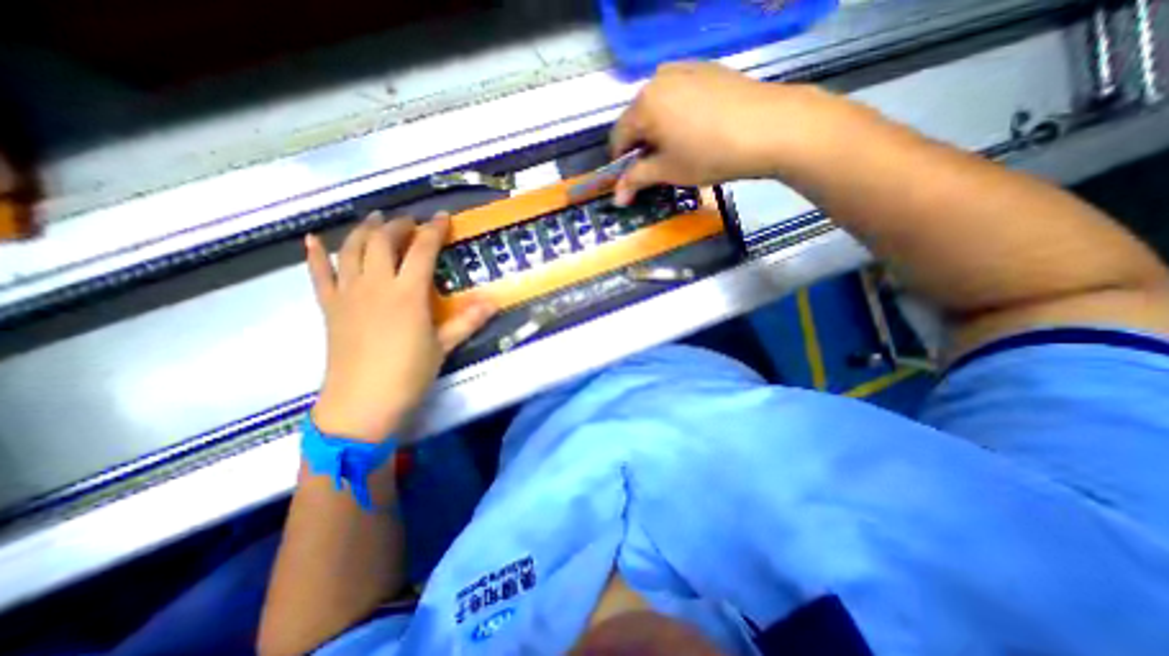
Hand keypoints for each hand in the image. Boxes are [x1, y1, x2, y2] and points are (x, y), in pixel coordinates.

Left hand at [305, 212, 492, 441]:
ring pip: (351, 250)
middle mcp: (375, 285)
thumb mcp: (444, 346)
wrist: (362, 404)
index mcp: (407, 294)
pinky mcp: (329, 307)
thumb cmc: (408, 374)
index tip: (443, 217)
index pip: (422, 250)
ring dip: (363, 230)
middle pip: (382, 241)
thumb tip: (495, 301)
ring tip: (375, 220)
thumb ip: (468, 320)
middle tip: (411, 222)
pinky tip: (312, 240)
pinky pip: (318, 275)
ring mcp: (348, 294)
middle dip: (398, 225)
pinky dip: (315, 255)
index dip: (433, 230)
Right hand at [613, 61, 849, 204]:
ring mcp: (685, 68)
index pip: (618, 136)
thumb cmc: (708, 154)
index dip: (620, 162)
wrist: (769, 127)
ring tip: (678, 148)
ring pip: (659, 105)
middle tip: (656, 166)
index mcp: (643, 103)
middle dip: (641, 144)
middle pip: (638, 118)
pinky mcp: (708, 69)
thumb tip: (617, 198)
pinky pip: (680, 94)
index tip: (630, 180)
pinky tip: (697, 129)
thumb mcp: (667, 171)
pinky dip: (678, 114)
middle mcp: (658, 79)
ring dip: (659, 128)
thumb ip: (636, 180)